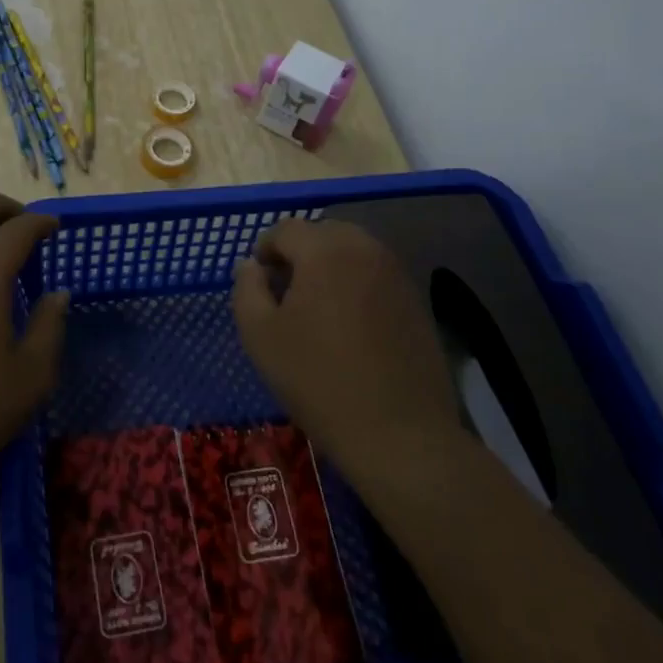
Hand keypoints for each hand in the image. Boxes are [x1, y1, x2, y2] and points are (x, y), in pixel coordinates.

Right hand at [231, 218, 459, 478]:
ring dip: (329, 267)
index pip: (285, 229)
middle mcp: (364, 248)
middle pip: (322, 233)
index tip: (258, 283)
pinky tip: (349, 325)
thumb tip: (250, 265)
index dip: (264, 250)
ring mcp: (395, 272)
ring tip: (316, 309)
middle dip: (299, 254)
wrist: (399, 433)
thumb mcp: (260, 335)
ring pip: (351, 251)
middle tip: (285, 293)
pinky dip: (355, 285)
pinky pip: (374, 274)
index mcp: (324, 249)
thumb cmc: (318, 380)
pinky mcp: (415, 298)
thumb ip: (247, 288)